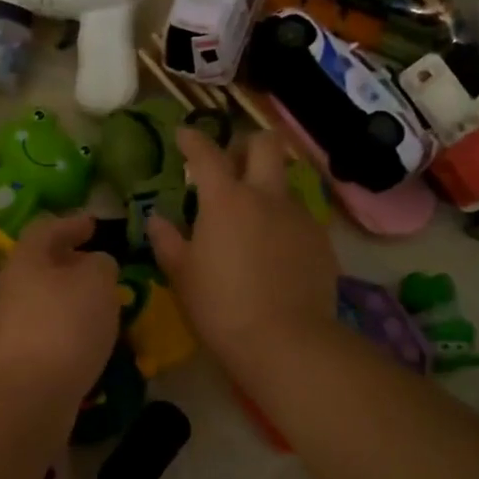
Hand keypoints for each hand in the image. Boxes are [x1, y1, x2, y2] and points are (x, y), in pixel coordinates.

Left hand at [0, 213, 120, 399]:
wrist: (26, 397)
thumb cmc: (65, 326)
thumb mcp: (98, 283)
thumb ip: (101, 264)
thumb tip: (94, 263)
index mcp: (24, 259)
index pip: (46, 229)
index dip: (72, 224)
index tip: (94, 225)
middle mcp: (5, 287)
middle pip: (38, 266)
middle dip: (67, 265)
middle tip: (97, 269)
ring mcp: (1, 326)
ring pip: (38, 301)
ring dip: (65, 300)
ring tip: (96, 308)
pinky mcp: (7, 360)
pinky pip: (39, 333)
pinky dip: (60, 329)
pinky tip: (82, 342)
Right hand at [147, 129, 339, 379]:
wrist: (285, 342)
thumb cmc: (221, 307)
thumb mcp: (182, 275)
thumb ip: (167, 240)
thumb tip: (157, 219)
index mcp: (226, 200)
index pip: (206, 153)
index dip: (192, 139)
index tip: (183, 136)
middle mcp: (266, 197)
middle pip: (265, 145)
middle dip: (246, 145)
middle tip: (231, 165)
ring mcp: (299, 216)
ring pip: (285, 182)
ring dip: (267, 187)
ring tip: (252, 218)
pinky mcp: (321, 240)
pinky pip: (300, 216)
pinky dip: (283, 221)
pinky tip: (274, 251)